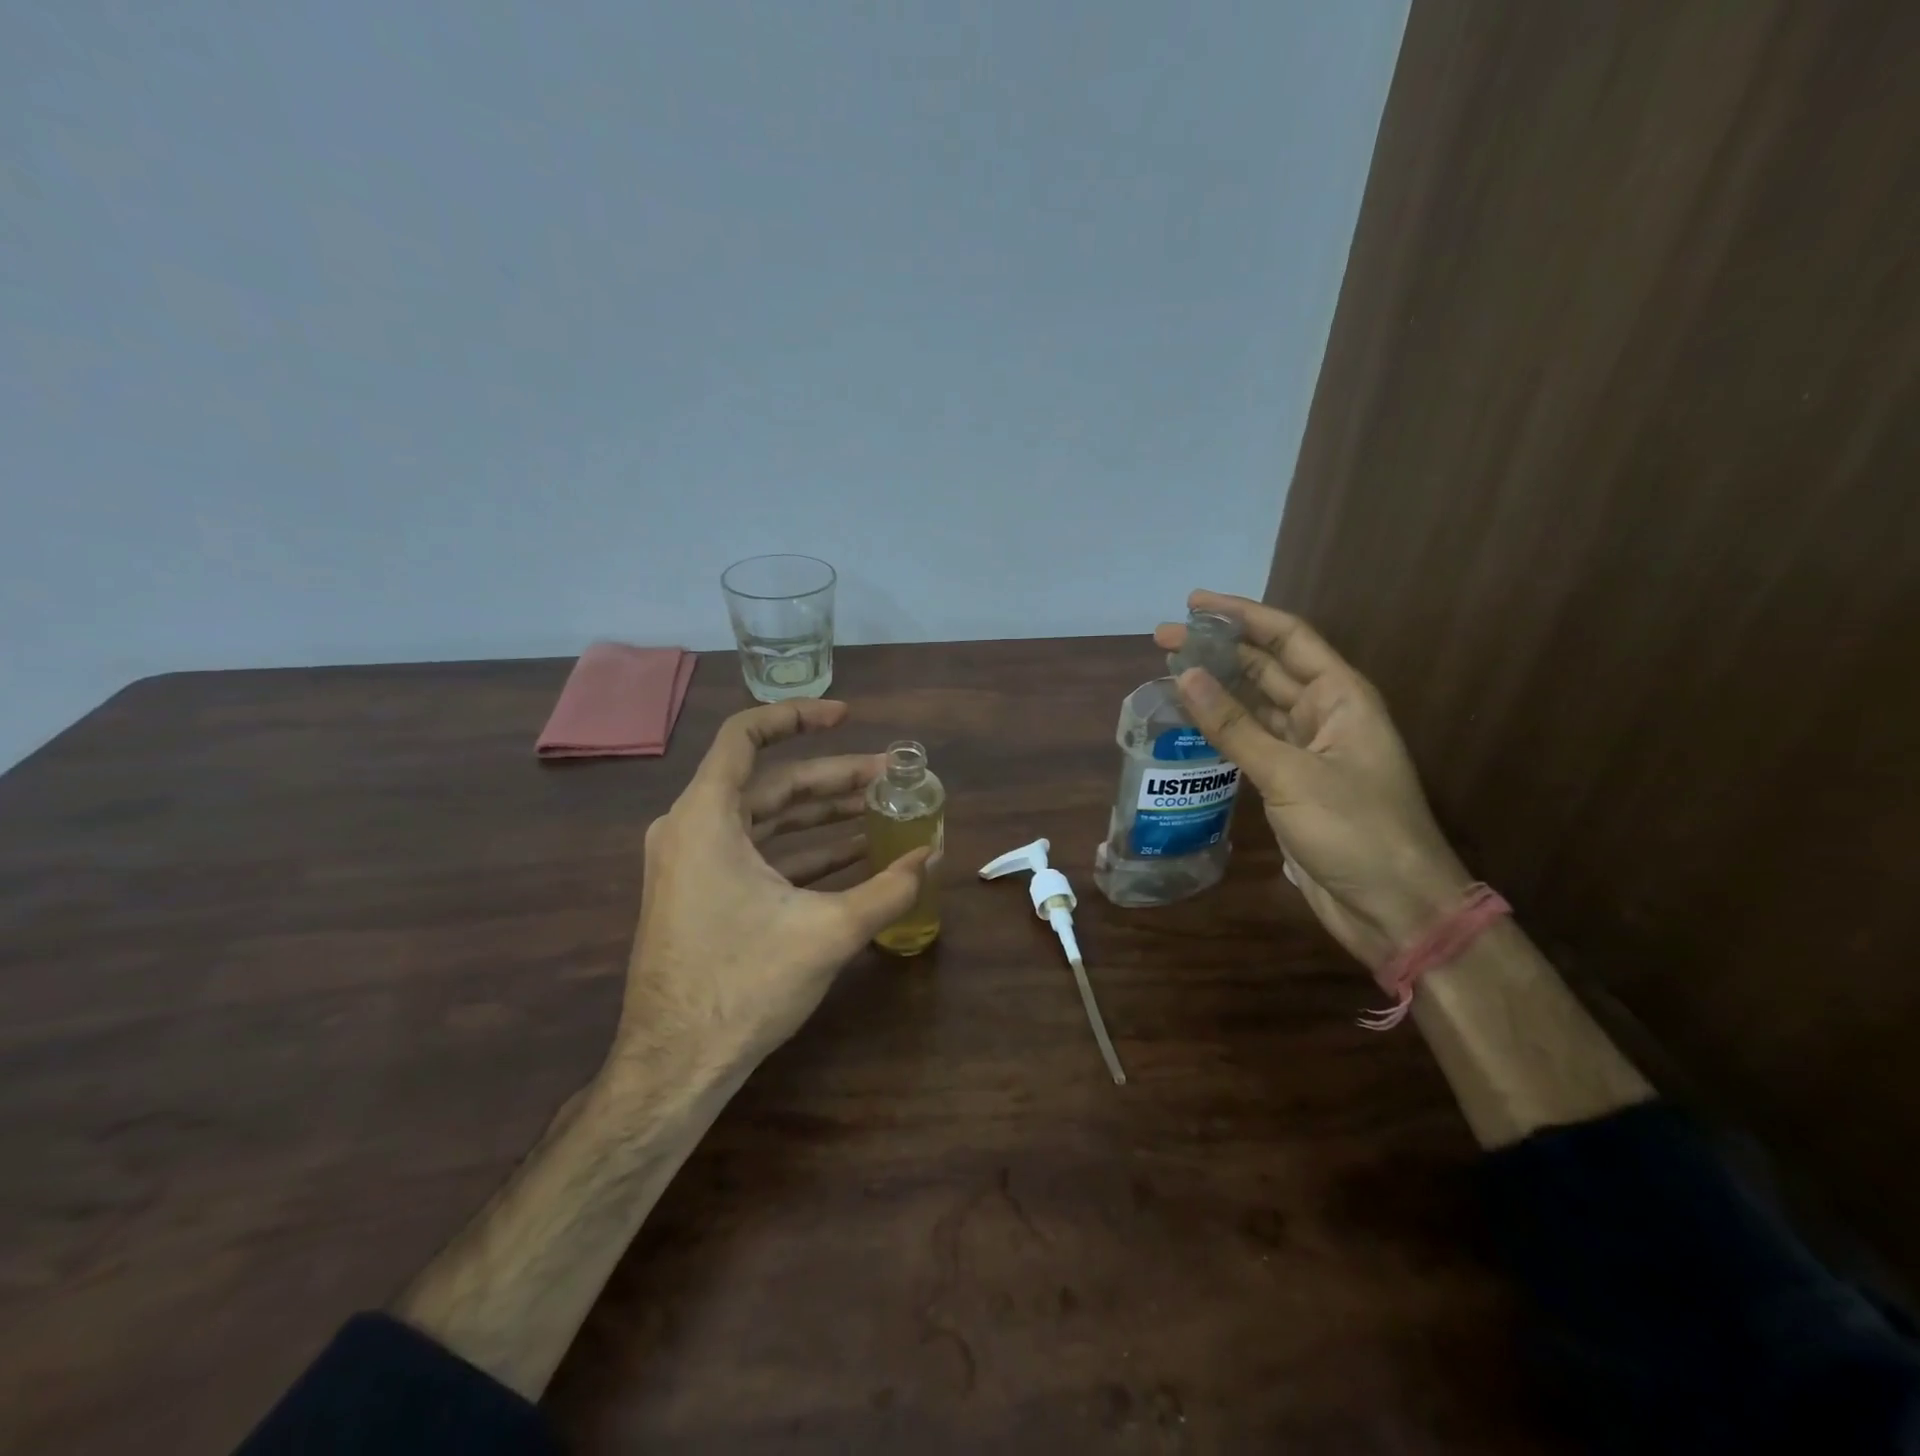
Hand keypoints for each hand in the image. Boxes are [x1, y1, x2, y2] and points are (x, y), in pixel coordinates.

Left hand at [610, 699, 931, 1090]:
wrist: (675, 1065)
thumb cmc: (743, 986)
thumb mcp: (828, 932)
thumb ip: (889, 889)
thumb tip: (933, 855)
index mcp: (706, 818)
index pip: (746, 736)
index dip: (798, 717)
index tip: (847, 717)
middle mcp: (691, 829)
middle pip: (771, 783)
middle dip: (834, 779)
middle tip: (889, 779)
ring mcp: (692, 864)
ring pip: (767, 820)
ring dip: (823, 817)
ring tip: (882, 814)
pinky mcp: (701, 894)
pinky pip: (757, 854)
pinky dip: (803, 850)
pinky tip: (853, 856)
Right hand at [1156, 591, 1470, 969]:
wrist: (1394, 907)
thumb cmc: (1355, 831)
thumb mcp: (1290, 774)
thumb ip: (1234, 726)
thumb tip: (1184, 675)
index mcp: (1341, 697)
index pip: (1288, 638)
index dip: (1242, 615)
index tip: (1194, 602)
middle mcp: (1325, 715)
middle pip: (1267, 667)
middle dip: (1219, 650)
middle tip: (1164, 639)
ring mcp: (1308, 751)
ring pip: (1256, 705)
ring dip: (1217, 688)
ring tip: (1169, 673)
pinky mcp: (1292, 784)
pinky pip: (1251, 743)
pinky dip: (1221, 730)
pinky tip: (1190, 722)